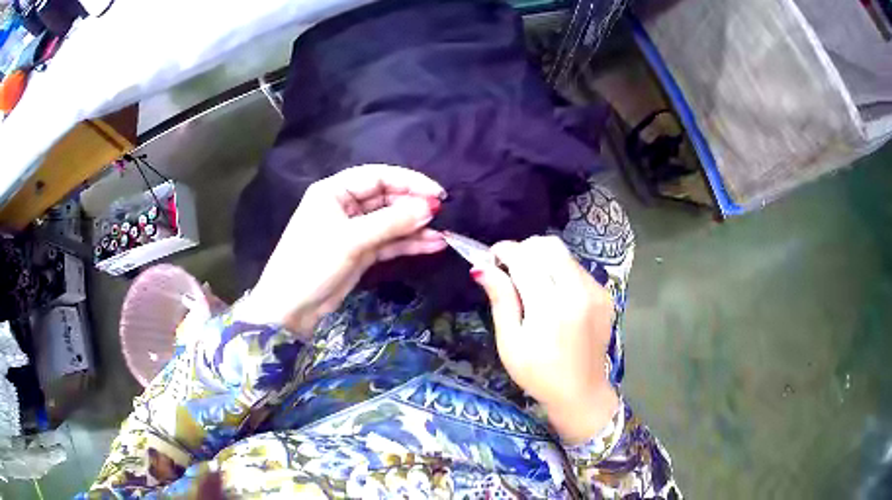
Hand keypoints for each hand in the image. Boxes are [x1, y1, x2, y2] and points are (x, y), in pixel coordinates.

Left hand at [240, 165, 446, 336]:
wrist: (291, 309)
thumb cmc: (312, 264)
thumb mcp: (351, 239)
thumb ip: (391, 222)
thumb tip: (430, 208)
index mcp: (335, 191)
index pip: (378, 176)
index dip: (409, 181)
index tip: (437, 193)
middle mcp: (345, 205)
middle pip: (386, 198)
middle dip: (413, 206)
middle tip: (440, 216)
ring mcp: (354, 230)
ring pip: (390, 221)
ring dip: (415, 228)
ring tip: (442, 235)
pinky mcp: (360, 251)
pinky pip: (389, 242)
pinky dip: (408, 243)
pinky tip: (432, 245)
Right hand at [472, 236, 619, 443]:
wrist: (581, 393)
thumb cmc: (538, 374)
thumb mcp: (510, 342)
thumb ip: (501, 300)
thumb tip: (481, 267)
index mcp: (550, 306)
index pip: (525, 258)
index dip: (504, 251)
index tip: (491, 258)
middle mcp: (578, 291)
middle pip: (548, 245)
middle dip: (525, 249)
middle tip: (511, 270)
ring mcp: (596, 291)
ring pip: (564, 253)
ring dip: (543, 259)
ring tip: (531, 284)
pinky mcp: (605, 295)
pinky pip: (578, 268)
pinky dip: (560, 271)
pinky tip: (553, 295)